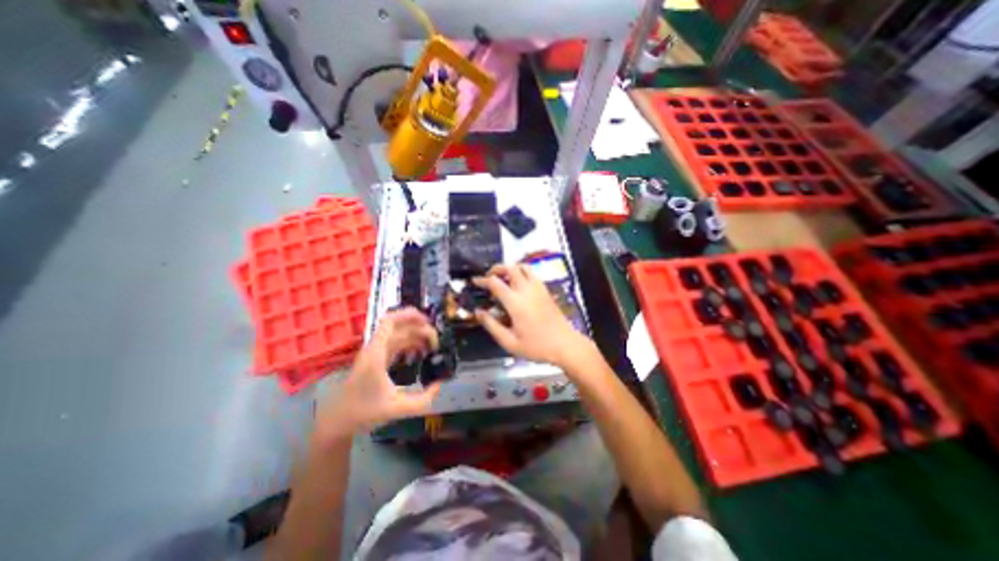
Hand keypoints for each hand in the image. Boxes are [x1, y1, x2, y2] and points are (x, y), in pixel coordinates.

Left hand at [312, 309, 437, 444]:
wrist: (338, 420)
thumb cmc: (364, 412)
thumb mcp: (398, 409)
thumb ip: (423, 399)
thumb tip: (439, 384)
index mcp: (376, 354)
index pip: (390, 322)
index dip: (409, 315)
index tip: (428, 322)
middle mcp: (375, 349)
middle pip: (399, 327)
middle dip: (420, 329)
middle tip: (436, 343)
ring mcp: (375, 353)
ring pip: (399, 335)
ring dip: (416, 336)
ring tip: (432, 347)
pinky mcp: (377, 359)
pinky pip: (396, 344)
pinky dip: (410, 344)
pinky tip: (420, 353)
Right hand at [471, 265, 586, 369]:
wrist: (565, 345)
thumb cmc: (536, 346)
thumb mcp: (510, 342)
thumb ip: (492, 325)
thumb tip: (478, 312)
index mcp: (516, 302)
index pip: (495, 283)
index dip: (482, 280)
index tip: (474, 281)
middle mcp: (527, 290)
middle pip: (510, 267)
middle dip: (497, 268)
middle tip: (489, 276)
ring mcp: (538, 288)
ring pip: (524, 266)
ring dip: (511, 268)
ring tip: (504, 277)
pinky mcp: (546, 290)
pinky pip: (533, 273)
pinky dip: (522, 272)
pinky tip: (519, 284)